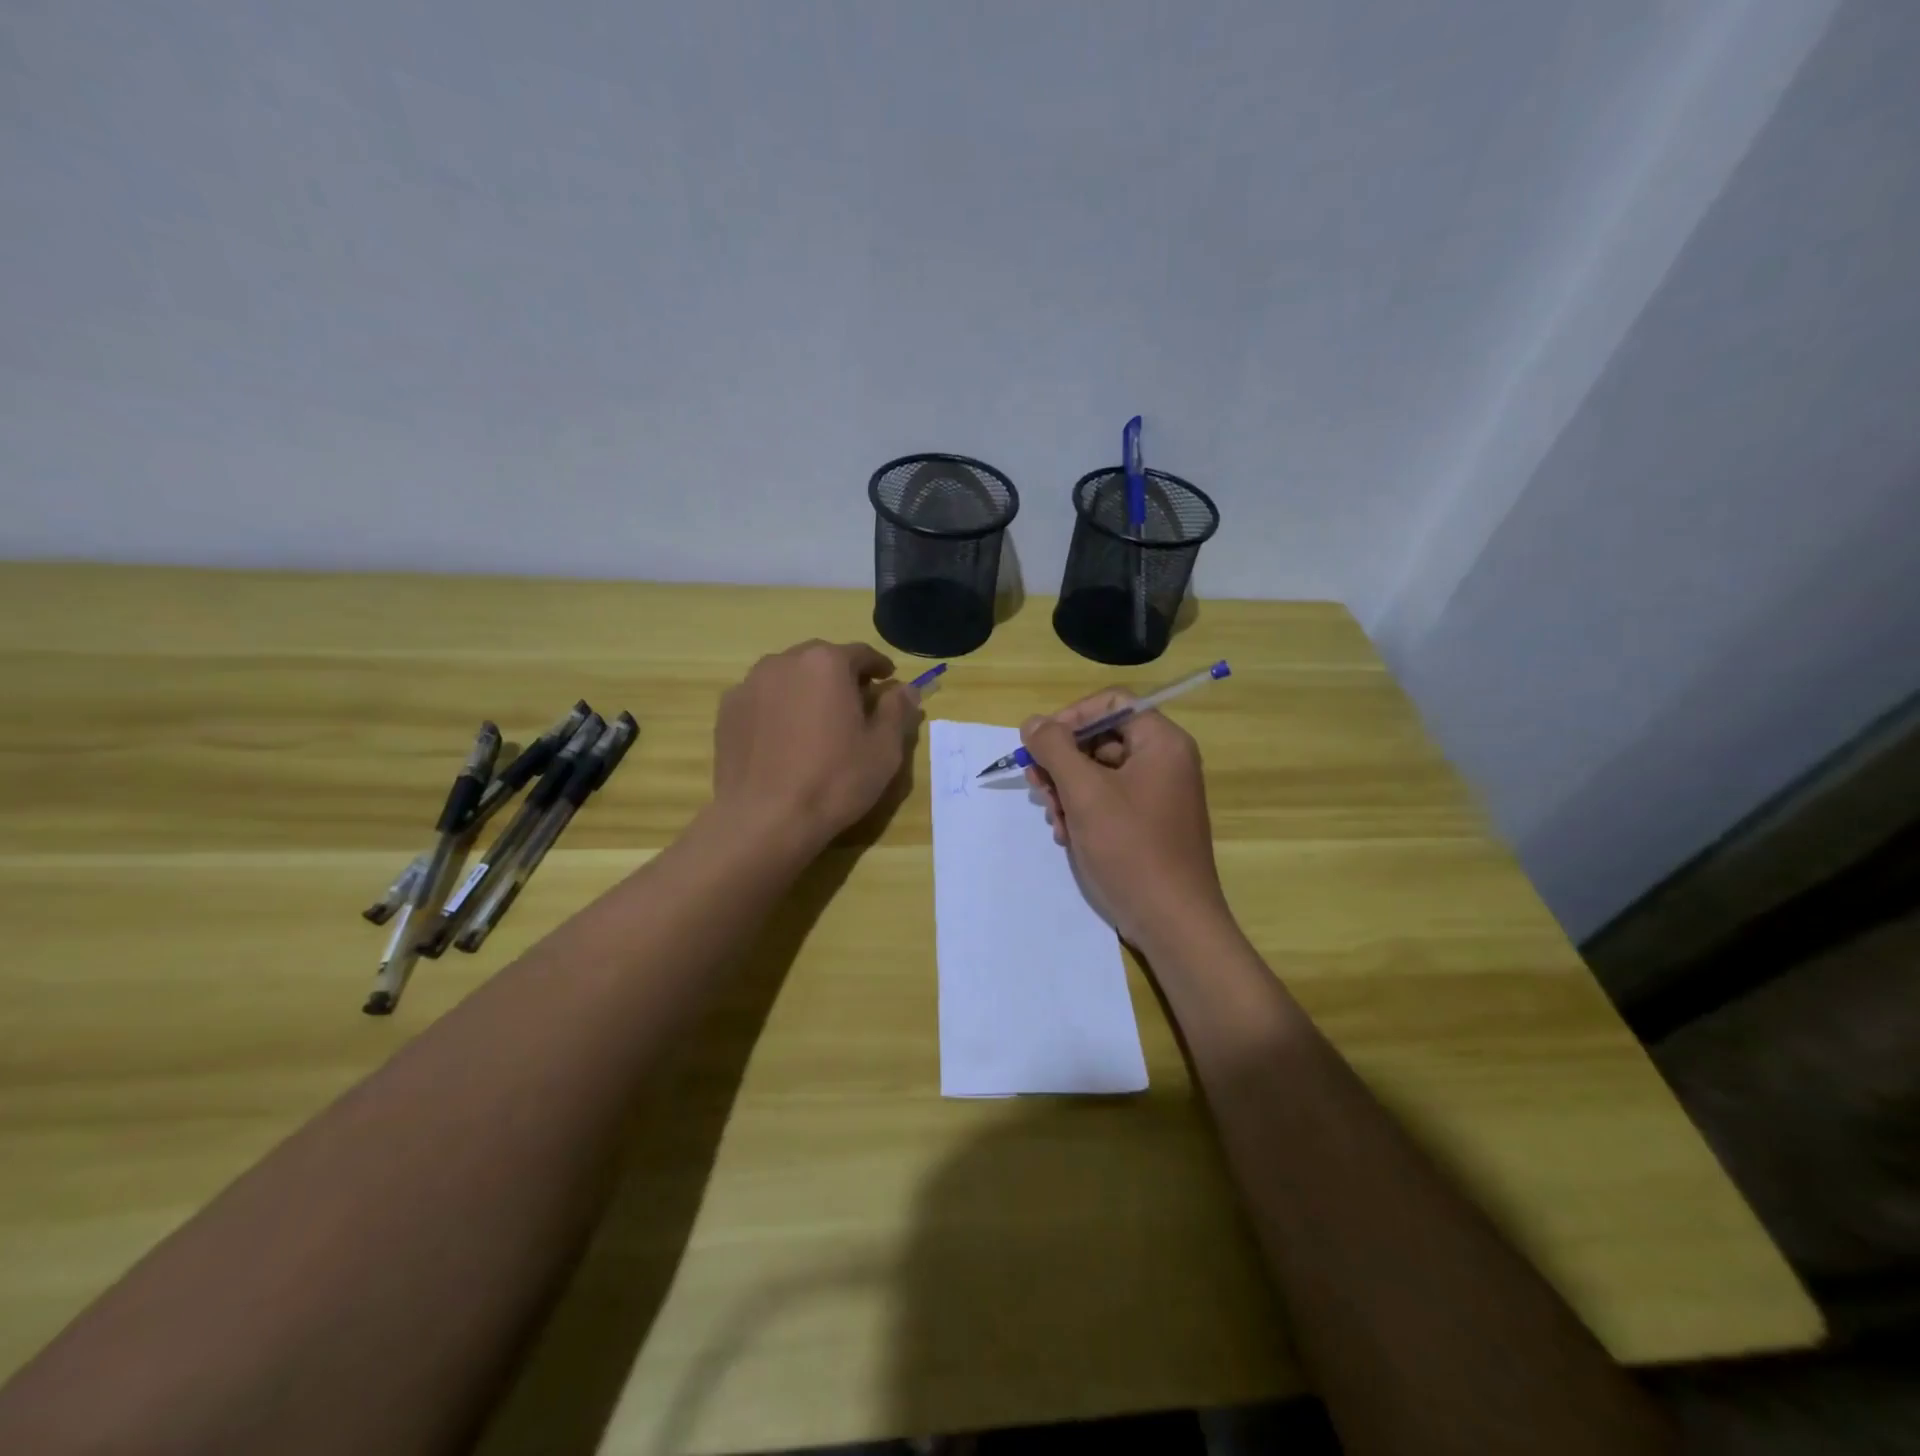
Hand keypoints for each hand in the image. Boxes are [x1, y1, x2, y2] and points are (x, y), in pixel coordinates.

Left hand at [712, 640, 922, 852]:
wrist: (764, 819)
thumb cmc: (834, 781)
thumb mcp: (884, 749)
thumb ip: (897, 710)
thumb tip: (906, 688)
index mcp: (826, 663)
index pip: (861, 653)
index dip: (878, 667)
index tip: (887, 682)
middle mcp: (784, 661)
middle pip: (821, 660)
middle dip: (840, 677)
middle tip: (854, 706)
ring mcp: (749, 684)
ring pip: (788, 677)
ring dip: (807, 690)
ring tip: (816, 722)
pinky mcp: (727, 710)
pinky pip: (762, 698)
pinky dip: (778, 708)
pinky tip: (784, 740)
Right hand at [1021, 691, 1230, 957]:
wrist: (1172, 922)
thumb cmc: (1131, 849)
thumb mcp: (1085, 793)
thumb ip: (1055, 749)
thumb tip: (1033, 722)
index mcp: (1161, 743)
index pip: (1111, 703)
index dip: (1070, 717)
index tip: (1040, 744)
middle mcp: (1164, 761)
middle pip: (1101, 739)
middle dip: (1063, 762)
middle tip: (1038, 786)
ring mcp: (1157, 794)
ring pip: (1099, 772)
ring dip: (1067, 791)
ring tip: (1055, 819)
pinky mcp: (1148, 823)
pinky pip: (1108, 800)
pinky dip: (1083, 812)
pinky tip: (1068, 835)